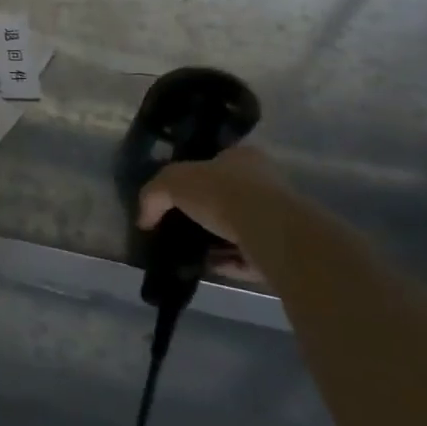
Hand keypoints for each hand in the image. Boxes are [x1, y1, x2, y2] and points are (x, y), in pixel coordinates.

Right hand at [137, 145, 283, 255]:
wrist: (267, 231)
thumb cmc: (221, 193)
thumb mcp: (172, 182)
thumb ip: (153, 195)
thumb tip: (143, 219)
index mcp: (243, 158)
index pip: (216, 162)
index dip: (194, 177)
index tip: (176, 196)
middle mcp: (265, 184)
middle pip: (228, 197)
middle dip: (205, 212)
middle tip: (180, 225)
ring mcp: (277, 218)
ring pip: (239, 229)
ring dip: (216, 241)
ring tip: (189, 251)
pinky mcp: (282, 250)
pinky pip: (248, 257)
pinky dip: (228, 262)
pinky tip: (207, 267)